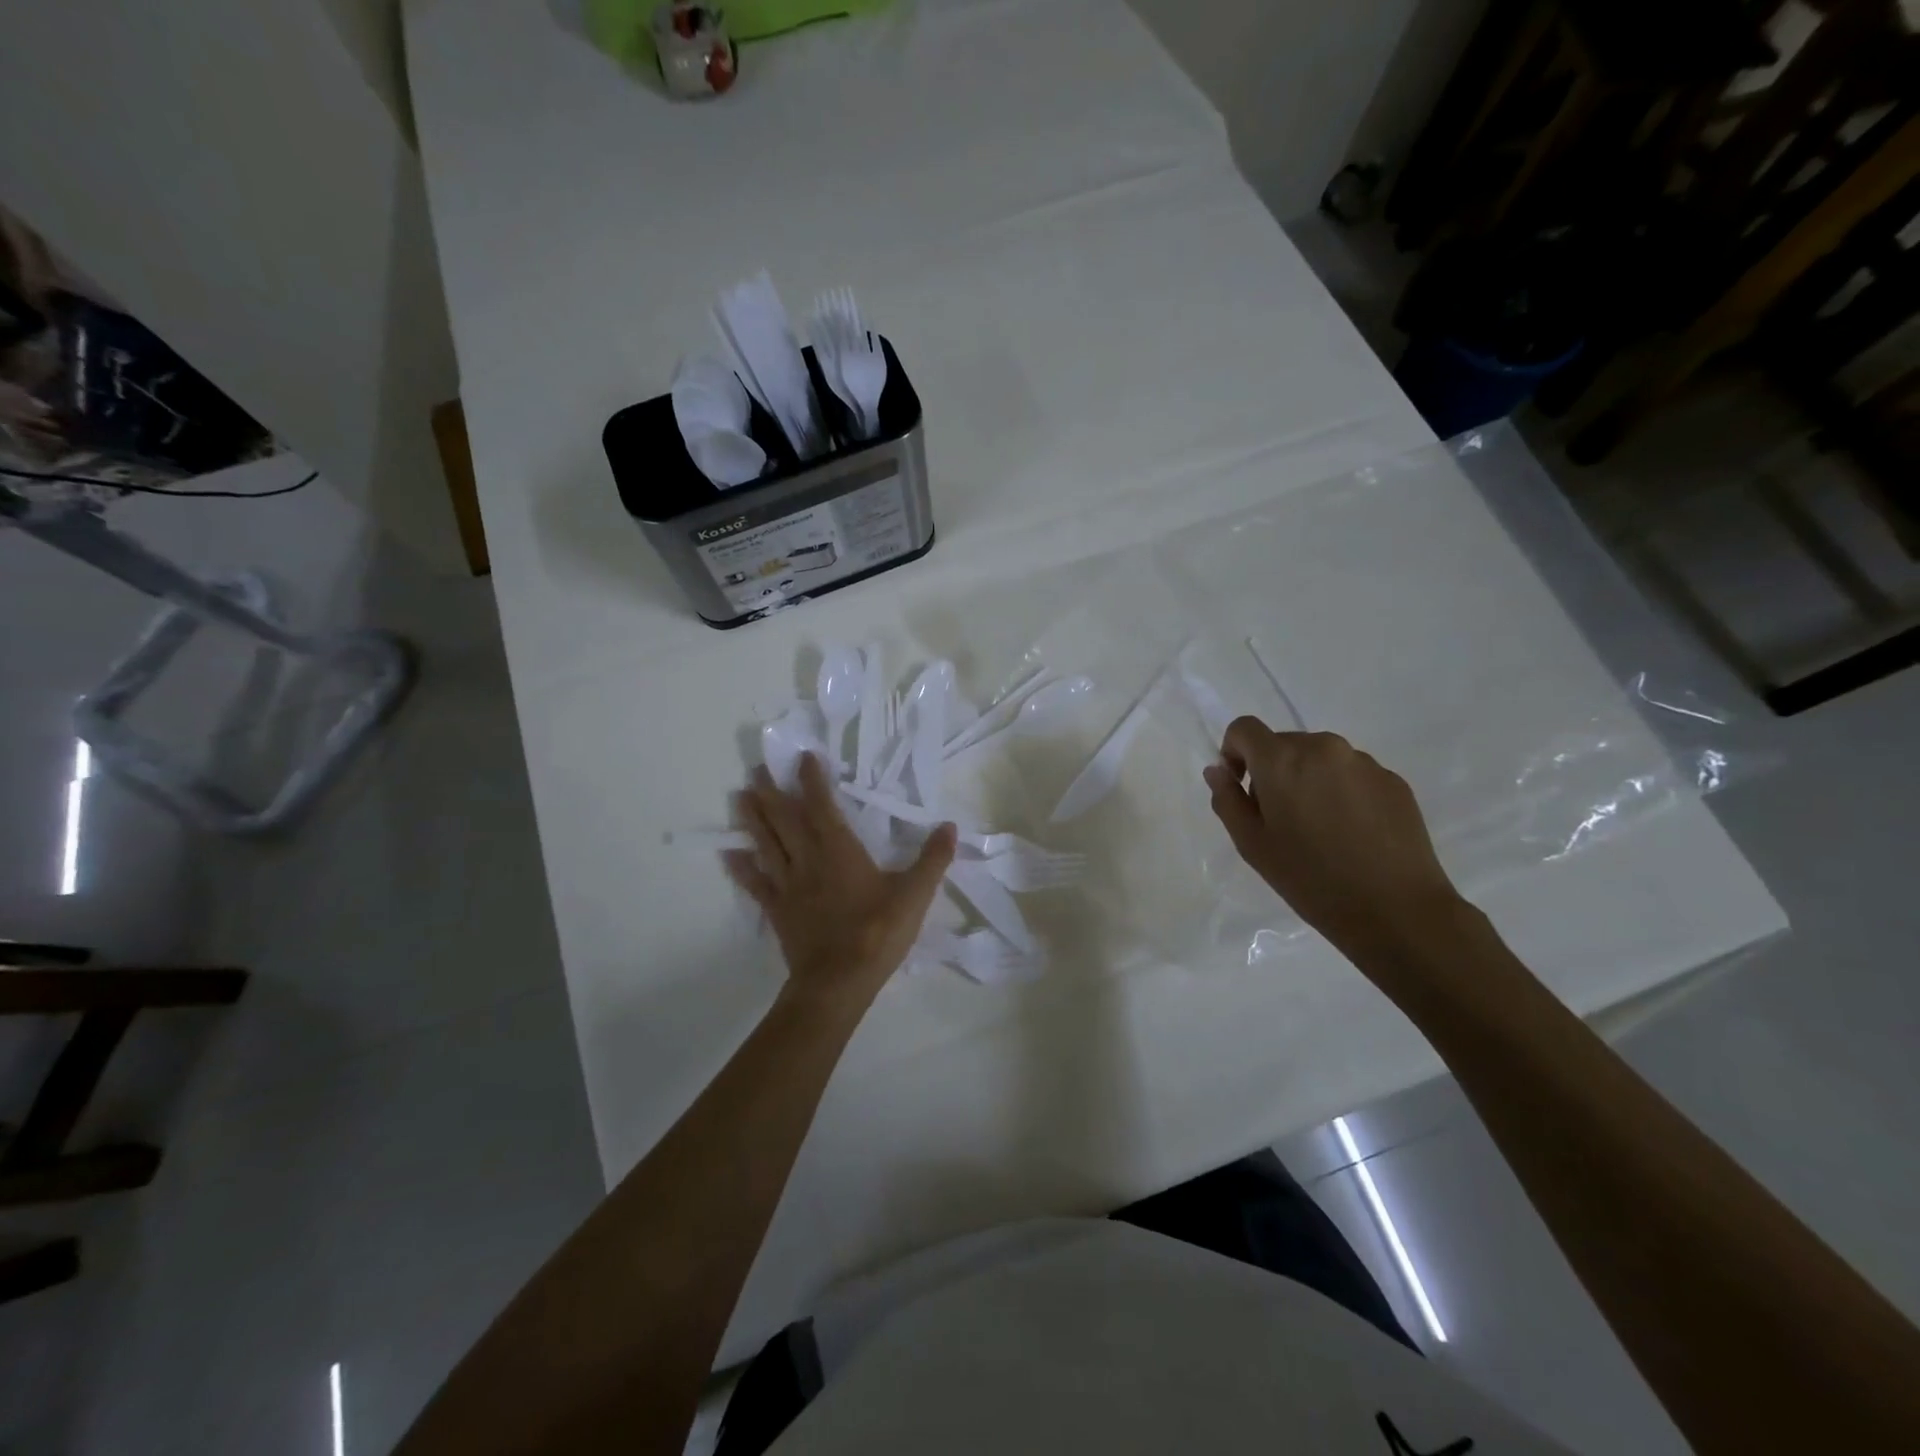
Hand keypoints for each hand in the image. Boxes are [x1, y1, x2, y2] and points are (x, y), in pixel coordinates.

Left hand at [725, 753, 956, 1009]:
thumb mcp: (915, 895)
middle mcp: (809, 859)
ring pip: (767, 844)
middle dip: (773, 791)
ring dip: (753, 818)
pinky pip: (756, 883)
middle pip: (785, 819)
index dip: (812, 780)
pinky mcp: (777, 910)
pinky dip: (742, 868)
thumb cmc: (877, 933)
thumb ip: (933, 859)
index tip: (803, 756)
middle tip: (758, 767)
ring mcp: (789, 885)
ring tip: (740, 795)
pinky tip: (730, 855)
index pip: (822, 806)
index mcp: (840, 850)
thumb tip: (950, 826)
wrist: (838, 981)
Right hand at [1204, 719, 1464, 959]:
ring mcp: (1363, 762)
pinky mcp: (1394, 781)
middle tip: (1279, 818)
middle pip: (1284, 743)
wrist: (1396, 910)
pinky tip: (1351, 834)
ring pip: (1320, 759)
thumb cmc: (1310, 878)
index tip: (1241, 786)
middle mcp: (1324, 747)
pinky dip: (1341, 793)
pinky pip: (1352, 775)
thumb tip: (1218, 772)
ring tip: (1320, 828)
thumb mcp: (1251, 844)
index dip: (1234, 751)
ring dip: (1309, 780)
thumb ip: (1227, 800)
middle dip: (1273, 770)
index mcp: (1282, 759)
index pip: (1244, 728)